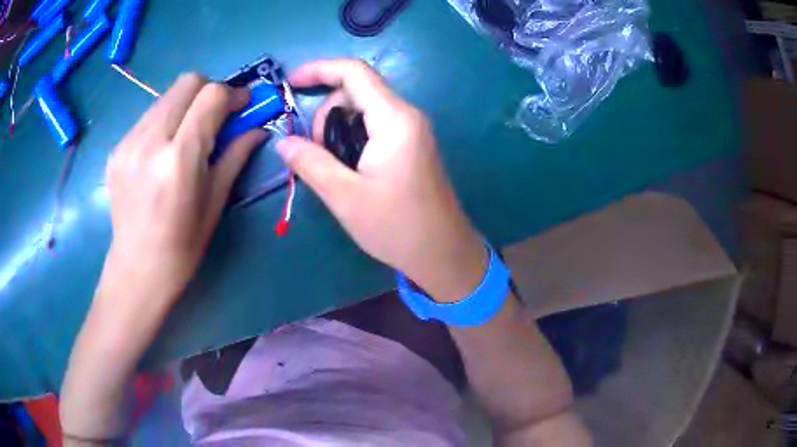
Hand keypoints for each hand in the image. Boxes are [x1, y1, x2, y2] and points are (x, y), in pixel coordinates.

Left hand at [106, 73, 265, 295]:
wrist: (137, 270)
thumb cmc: (183, 246)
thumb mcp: (216, 201)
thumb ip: (236, 155)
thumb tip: (259, 128)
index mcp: (179, 159)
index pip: (211, 96)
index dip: (232, 94)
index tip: (242, 105)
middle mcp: (150, 142)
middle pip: (187, 82)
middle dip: (208, 90)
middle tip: (215, 116)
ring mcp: (128, 143)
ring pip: (166, 96)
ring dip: (185, 105)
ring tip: (187, 134)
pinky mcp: (116, 149)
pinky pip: (148, 116)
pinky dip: (164, 121)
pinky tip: (163, 150)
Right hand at [277, 59, 484, 301]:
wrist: (442, 253)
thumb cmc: (396, 227)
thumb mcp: (344, 196)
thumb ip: (310, 163)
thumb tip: (283, 142)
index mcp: (394, 119)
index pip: (355, 72)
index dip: (320, 69)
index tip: (291, 82)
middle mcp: (407, 116)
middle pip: (356, 91)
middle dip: (326, 114)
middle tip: (316, 155)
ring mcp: (412, 130)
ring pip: (363, 109)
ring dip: (337, 129)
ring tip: (333, 168)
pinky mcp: (411, 145)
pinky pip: (375, 126)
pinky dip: (352, 138)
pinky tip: (348, 168)